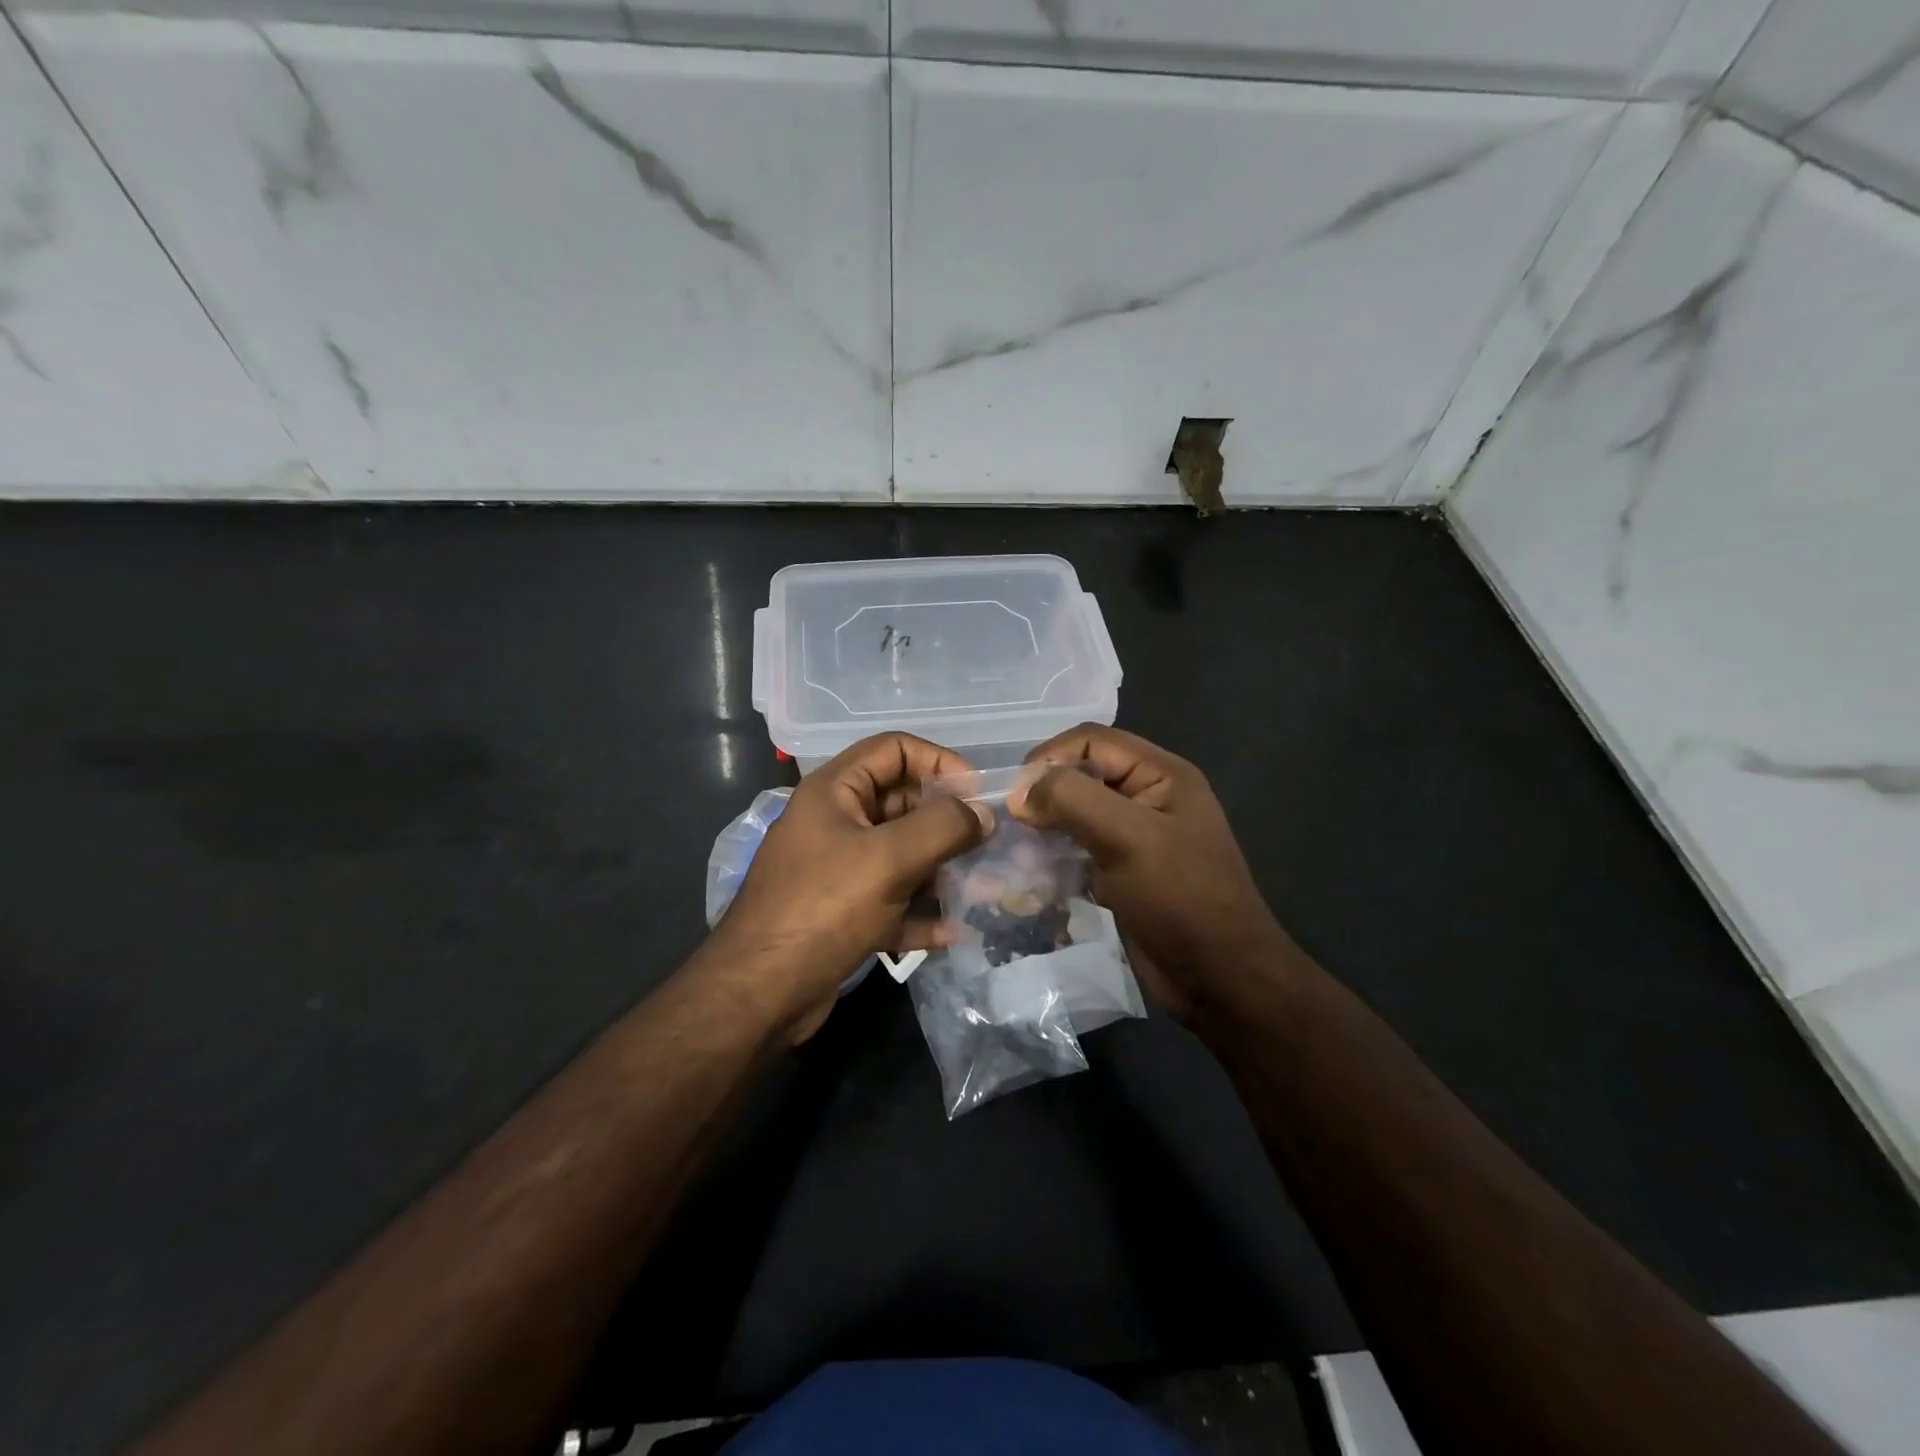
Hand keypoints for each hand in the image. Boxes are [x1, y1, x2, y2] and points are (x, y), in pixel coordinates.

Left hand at [712, 732, 989, 1041]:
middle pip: (903, 804)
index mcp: (834, 792)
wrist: (759, 995)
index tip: (976, 793)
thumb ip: (943, 827)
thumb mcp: (888, 859)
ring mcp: (839, 871)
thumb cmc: (823, 909)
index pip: (893, 749)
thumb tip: (984, 814)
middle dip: (948, 823)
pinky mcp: (844, 914)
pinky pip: (893, 900)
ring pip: (903, 856)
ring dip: (943, 870)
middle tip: (990, 844)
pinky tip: (954, 931)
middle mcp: (836, 823)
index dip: (938, 761)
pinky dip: (922, 911)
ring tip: (985, 890)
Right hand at [1009, 725, 1290, 1020]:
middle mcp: (1149, 796)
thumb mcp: (1128, 838)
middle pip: (1082, 774)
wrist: (1221, 979)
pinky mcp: (1124, 870)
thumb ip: (1073, 800)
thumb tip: (1021, 792)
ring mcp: (1137, 835)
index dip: (1050, 757)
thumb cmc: (1181, 899)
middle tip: (1013, 826)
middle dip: (1044, 794)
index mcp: (1162, 774)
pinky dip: (1056, 855)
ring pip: (1077, 813)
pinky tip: (1034, 874)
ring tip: (1020, 853)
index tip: (1017, 795)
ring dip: (1046, 827)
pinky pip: (1081, 848)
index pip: (1092, 740)